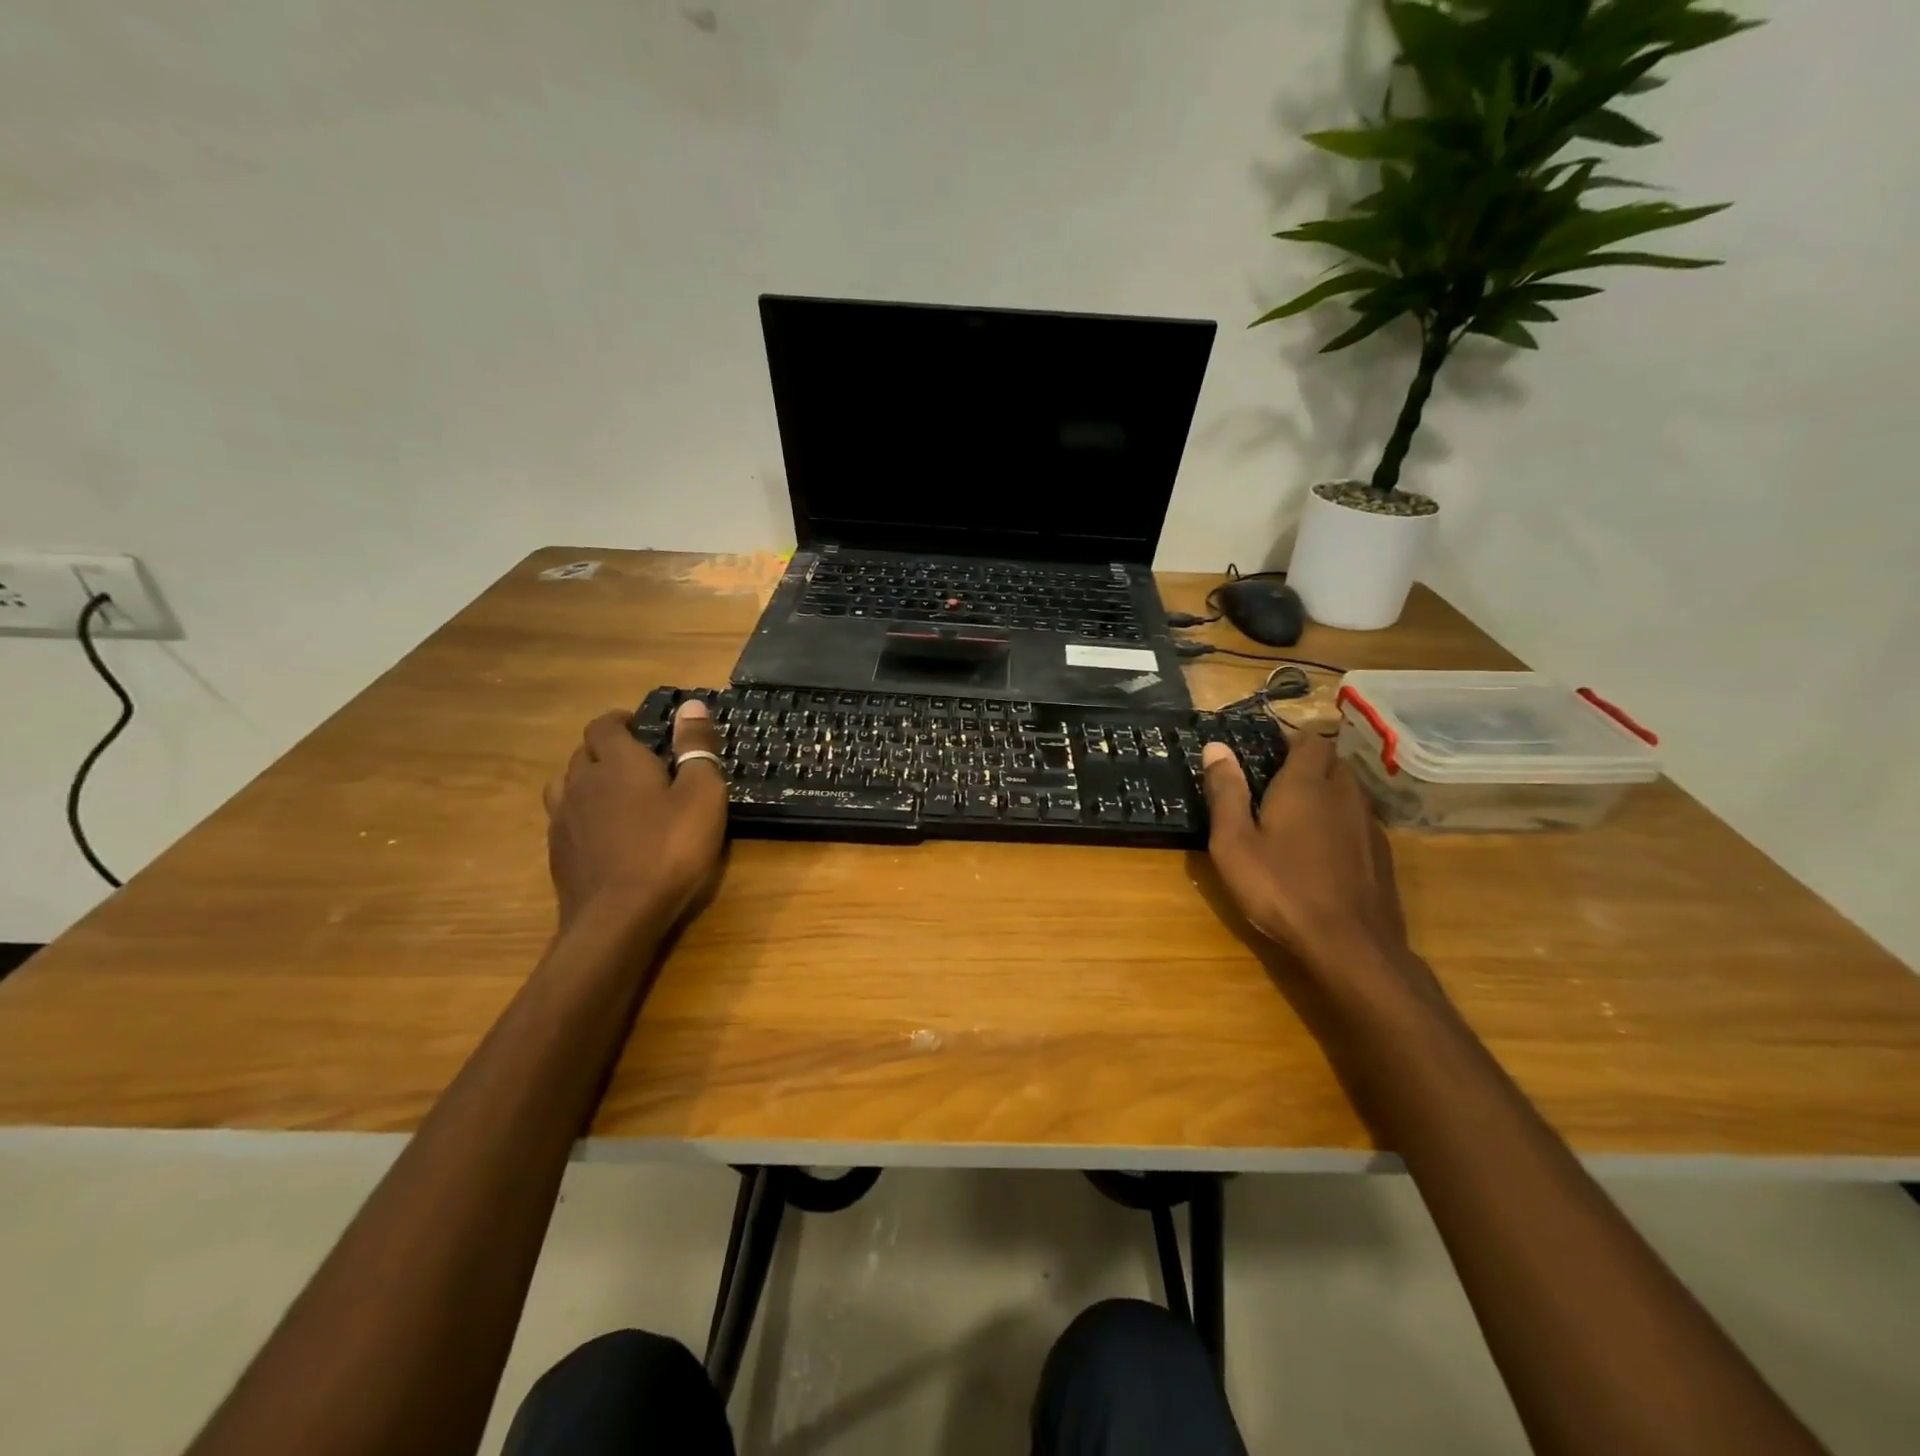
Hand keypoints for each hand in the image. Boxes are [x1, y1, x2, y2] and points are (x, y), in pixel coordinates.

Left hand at [543, 702, 727, 935]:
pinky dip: (581, 813)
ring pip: (567, 783)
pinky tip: (602, 831)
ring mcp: (564, 819)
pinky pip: (564, 817)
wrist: (618, 918)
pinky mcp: (558, 851)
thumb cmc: (670, 850)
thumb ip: (696, 748)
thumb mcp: (702, 795)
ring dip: (588, 779)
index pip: (605, 725)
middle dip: (608, 749)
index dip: (620, 721)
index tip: (641, 726)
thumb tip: (691, 705)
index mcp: (619, 762)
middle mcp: (583, 782)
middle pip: (585, 752)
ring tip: (614, 793)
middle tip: (640, 761)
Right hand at [1200, 730, 1408, 966]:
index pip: (1308, 741)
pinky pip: (1360, 820)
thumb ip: (1225, 792)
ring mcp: (1368, 825)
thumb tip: (1216, 747)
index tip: (1266, 754)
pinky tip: (1323, 849)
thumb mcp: (1234, 843)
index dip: (1289, 741)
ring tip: (1299, 814)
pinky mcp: (1382, 854)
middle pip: (1333, 762)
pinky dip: (1341, 821)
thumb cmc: (1280, 889)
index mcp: (1306, 785)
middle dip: (1309, 764)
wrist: (1350, 945)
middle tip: (1277, 784)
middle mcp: (1343, 794)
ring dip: (1328, 792)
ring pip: (1350, 791)